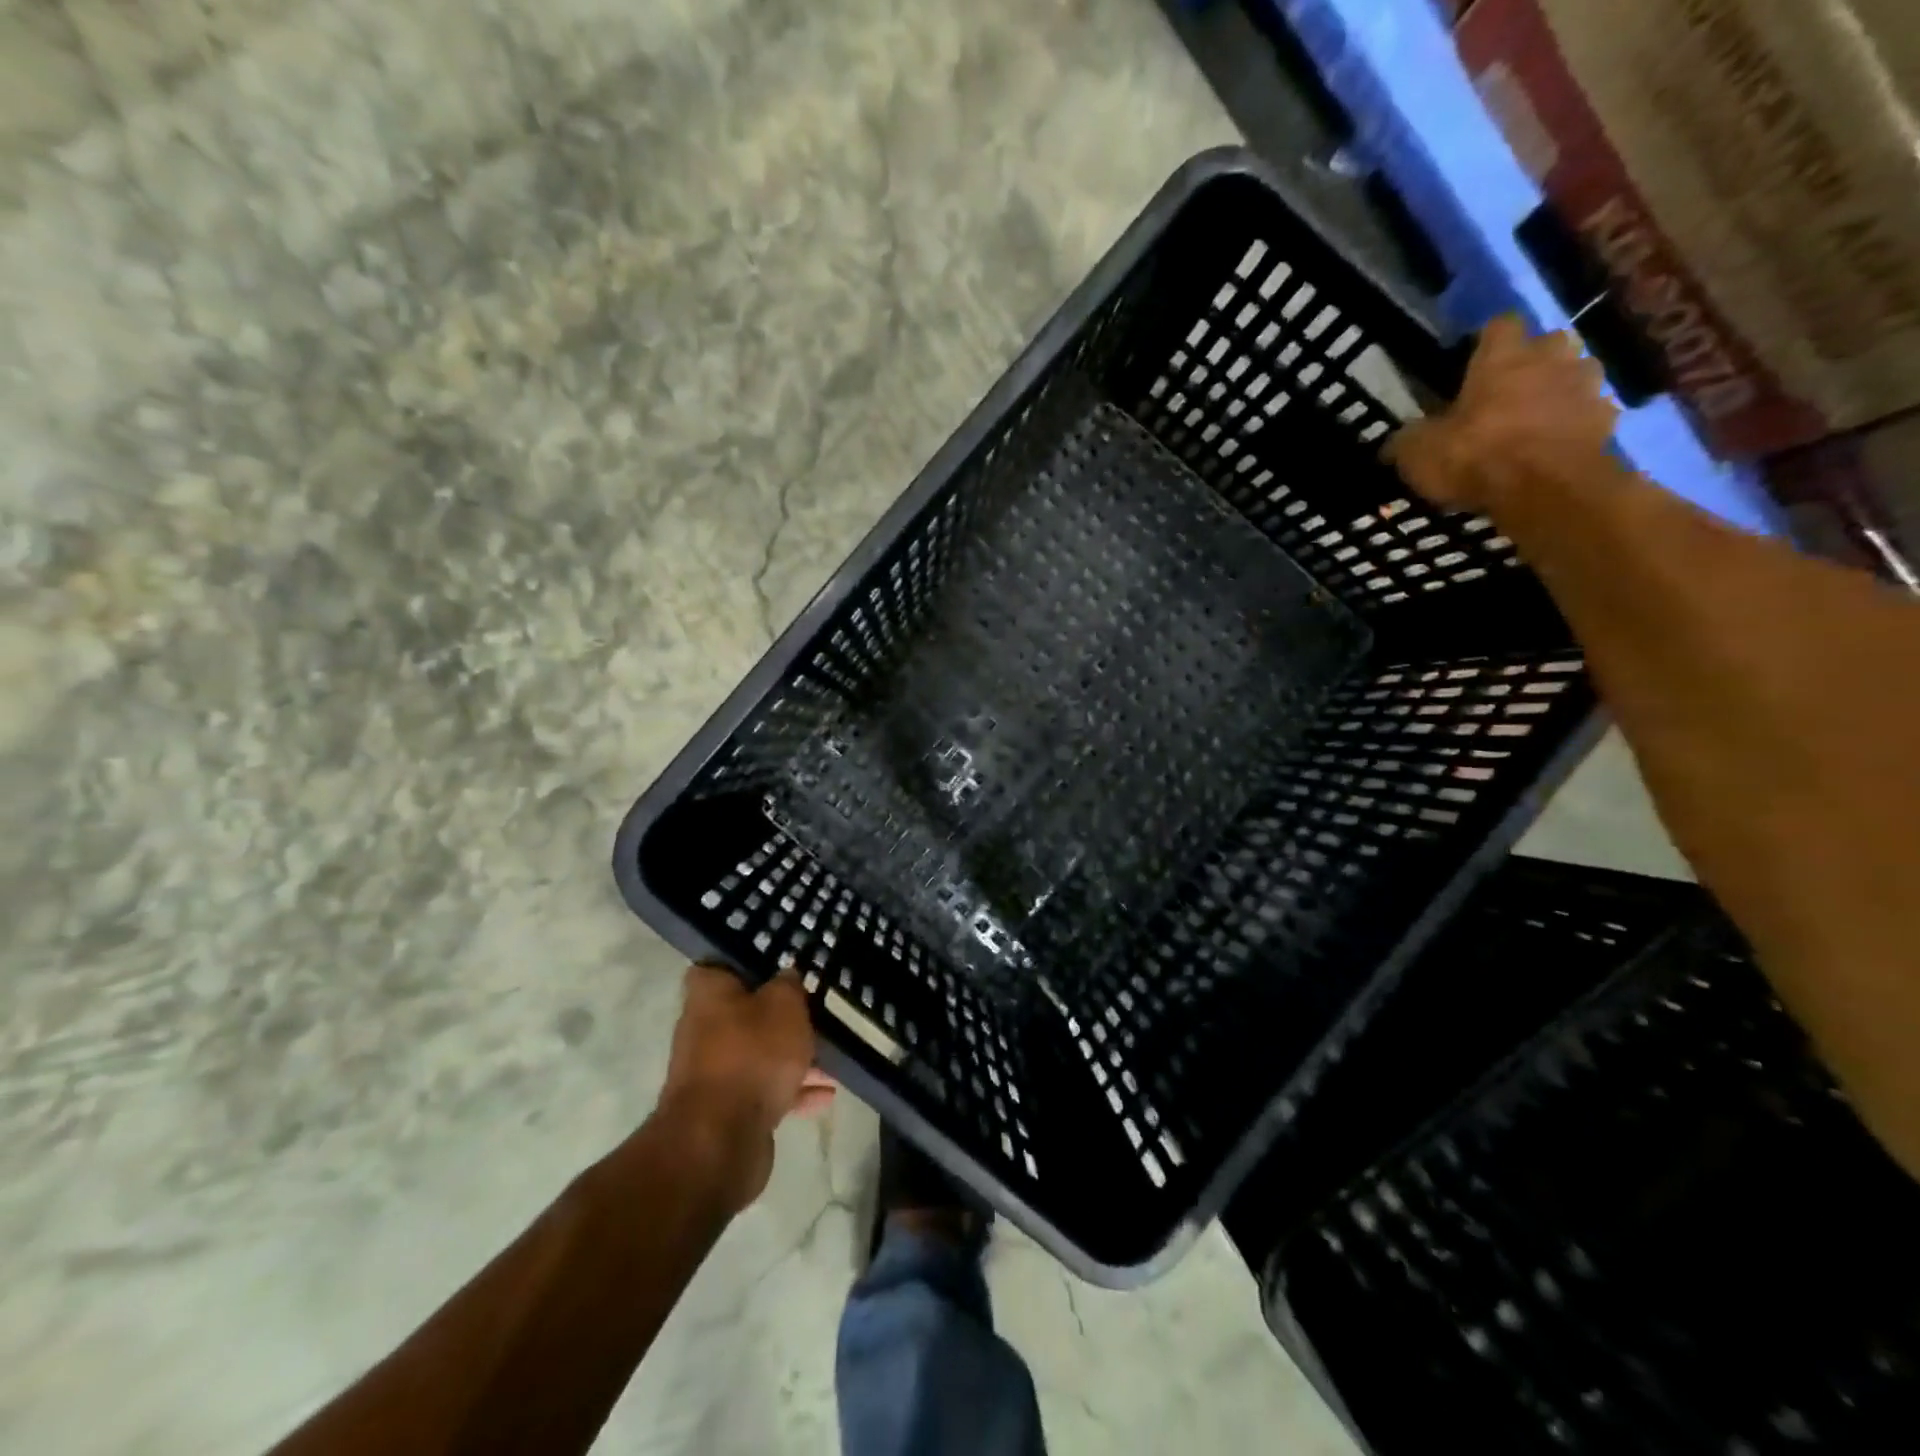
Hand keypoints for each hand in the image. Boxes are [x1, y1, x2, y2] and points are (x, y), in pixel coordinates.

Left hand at [656, 965, 835, 1211]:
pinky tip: (826, 1094)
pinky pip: (765, 1090)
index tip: (782, 962)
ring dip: (792, 1055)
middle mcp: (703, 1029)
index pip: (722, 965)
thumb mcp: (784, 1006)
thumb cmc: (752, 1055)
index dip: (750, 961)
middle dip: (780, 1013)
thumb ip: (789, 985)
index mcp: (709, 994)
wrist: (719, 1142)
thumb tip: (787, 975)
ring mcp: (714, 1072)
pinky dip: (793, 1090)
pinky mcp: (727, 1110)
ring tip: (833, 1055)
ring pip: (759, 1053)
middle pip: (746, 1011)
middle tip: (816, 1007)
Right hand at [1386, 315, 1619, 511]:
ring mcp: (1586, 385)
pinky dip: (1571, 425)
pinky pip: (1586, 413)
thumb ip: (1407, 440)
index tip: (1469, 364)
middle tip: (1503, 394)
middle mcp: (1551, 357)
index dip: (1484, 343)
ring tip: (1531, 422)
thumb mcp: (1417, 454)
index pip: (1498, 325)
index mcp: (1503, 356)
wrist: (1547, 490)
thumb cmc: (1476, 457)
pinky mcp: (1608, 419)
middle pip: (1544, 344)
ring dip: (1555, 391)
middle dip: (1529, 363)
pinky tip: (1551, 448)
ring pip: (1571, 375)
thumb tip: (1395, 442)